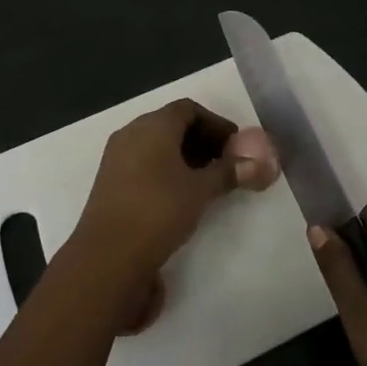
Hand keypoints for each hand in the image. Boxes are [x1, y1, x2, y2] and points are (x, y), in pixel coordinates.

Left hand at [68, 99, 258, 284]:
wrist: (108, 255)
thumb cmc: (159, 211)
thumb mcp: (200, 191)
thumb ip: (228, 173)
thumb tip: (258, 163)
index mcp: (153, 125)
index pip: (189, 109)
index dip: (216, 123)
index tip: (236, 145)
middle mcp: (131, 133)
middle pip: (171, 124)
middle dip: (201, 140)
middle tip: (226, 163)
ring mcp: (116, 157)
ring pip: (156, 144)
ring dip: (184, 156)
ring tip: (207, 181)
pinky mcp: (109, 180)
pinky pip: (143, 162)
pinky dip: (165, 169)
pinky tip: (180, 194)